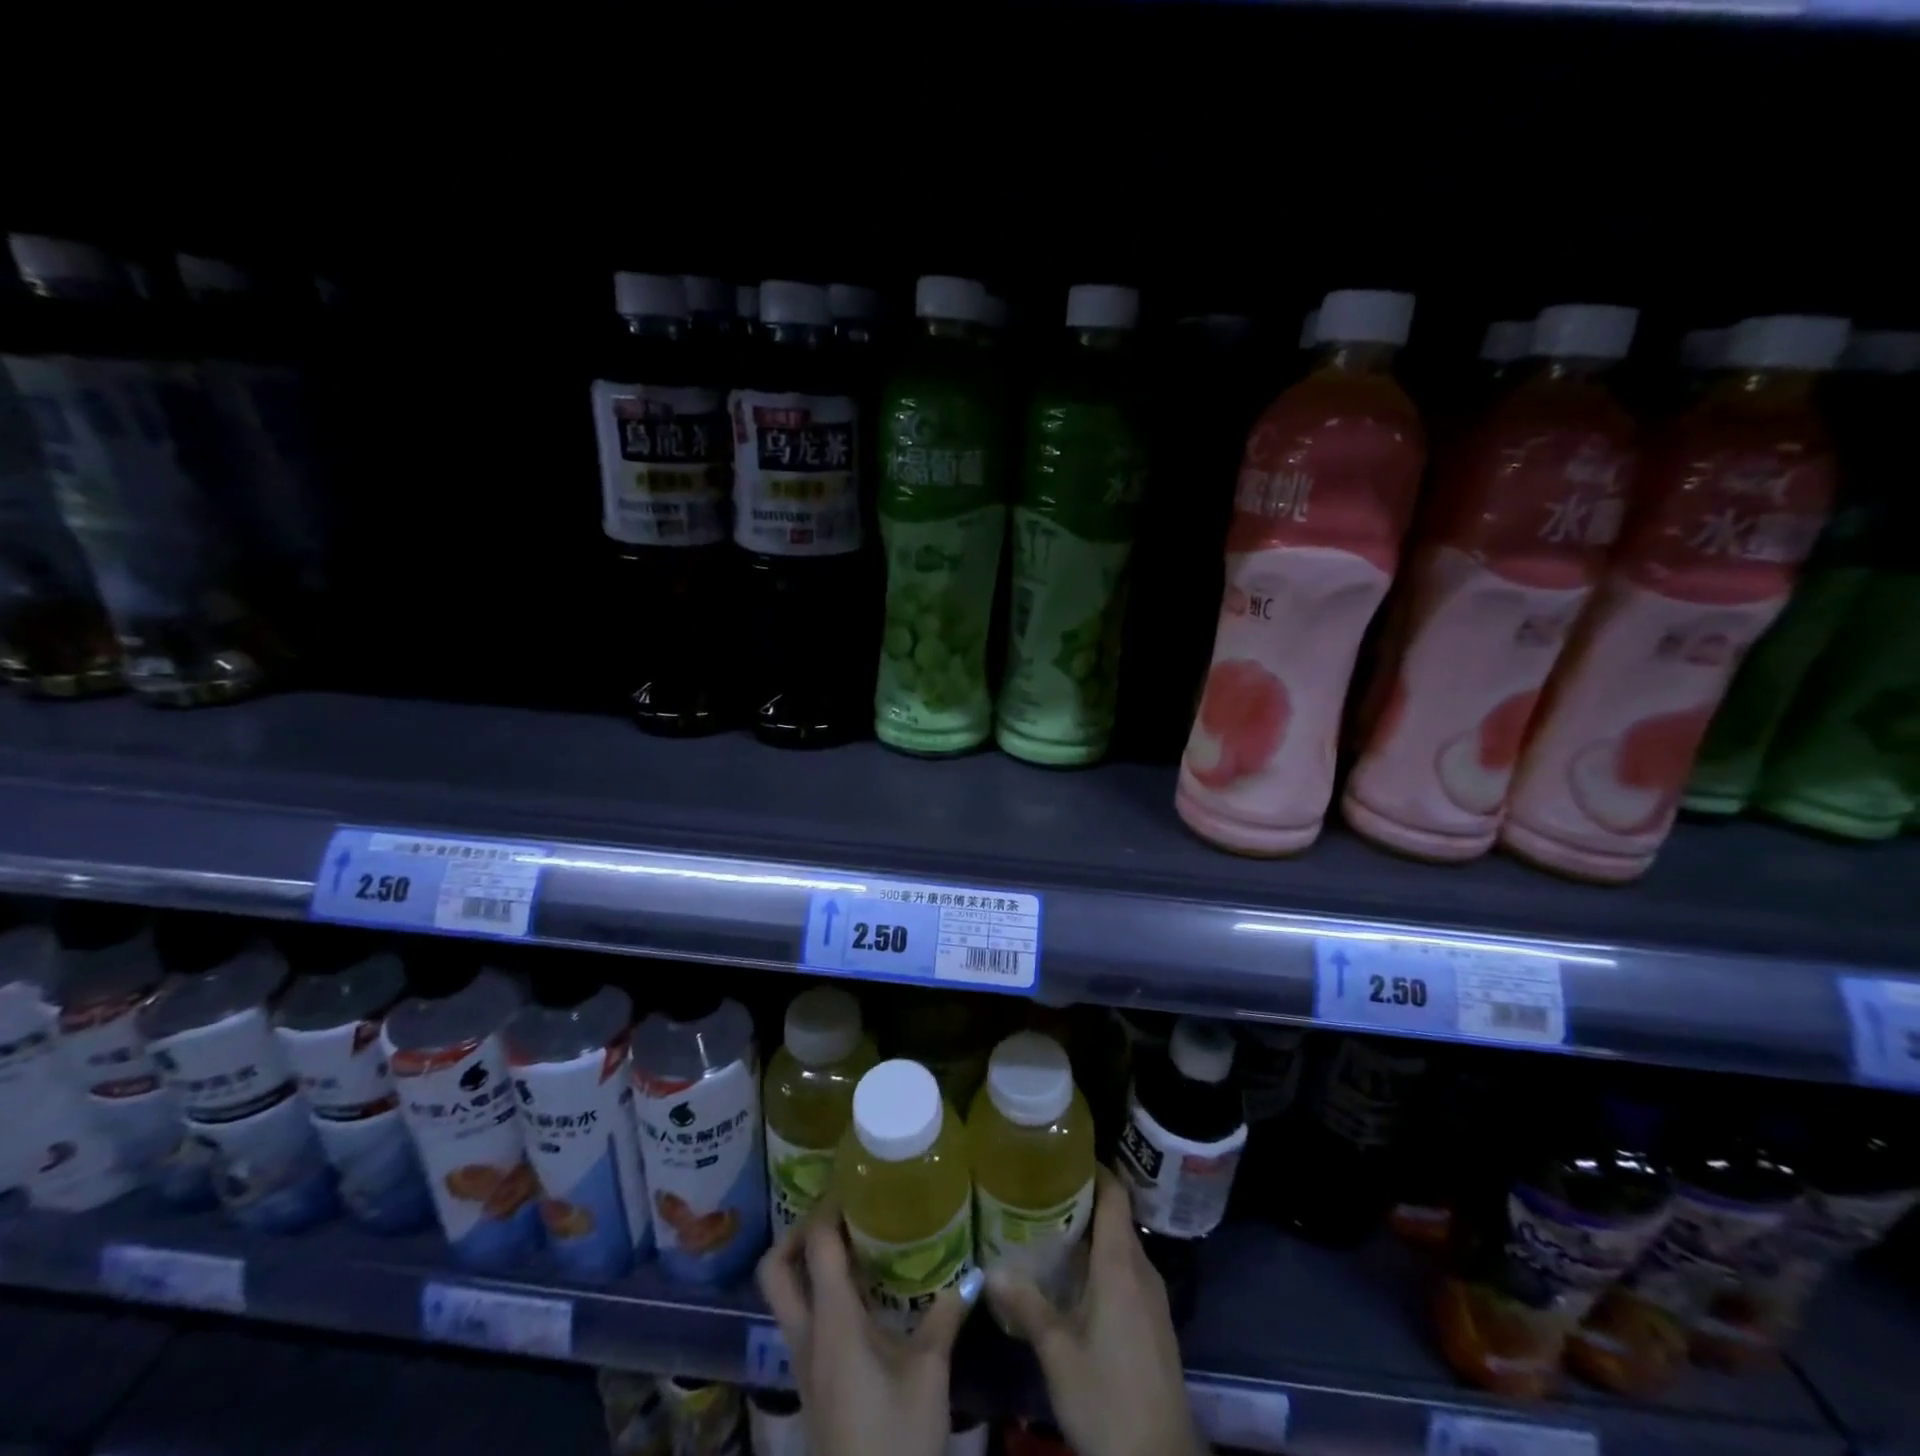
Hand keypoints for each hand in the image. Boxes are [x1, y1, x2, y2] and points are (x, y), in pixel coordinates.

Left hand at [757, 1191, 975, 1455]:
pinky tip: (861, 1295)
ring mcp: (803, 1362)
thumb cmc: (895, 1440)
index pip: (815, 1245)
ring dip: (807, 1263)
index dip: (829, 1206)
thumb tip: (971, 1274)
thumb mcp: (929, 1375)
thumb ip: (944, 1317)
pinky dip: (820, 1294)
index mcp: (832, 1322)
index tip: (854, 1180)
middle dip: (797, 1232)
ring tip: (853, 1242)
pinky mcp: (812, 1383)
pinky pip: (803, 1321)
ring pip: (785, 1296)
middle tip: (838, 1213)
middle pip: (775, 1269)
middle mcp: (806, 1335)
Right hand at [987, 1167, 1206, 1455]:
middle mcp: (1142, 1270)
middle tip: (1041, 1189)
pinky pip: (1128, 1271)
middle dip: (1083, 1199)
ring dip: (1092, 1233)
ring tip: (1050, 1227)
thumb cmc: (1108, 1399)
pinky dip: (1102, 1261)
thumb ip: (1027, 1306)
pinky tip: (1074, 1278)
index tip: (1063, 1154)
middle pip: (1116, 1217)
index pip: (1115, 1195)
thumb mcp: (1059, 1354)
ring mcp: (1152, 1297)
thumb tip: (990, 1269)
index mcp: (1121, 1265)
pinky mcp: (1154, 1321)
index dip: (1094, 1168)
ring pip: (1121, 1246)